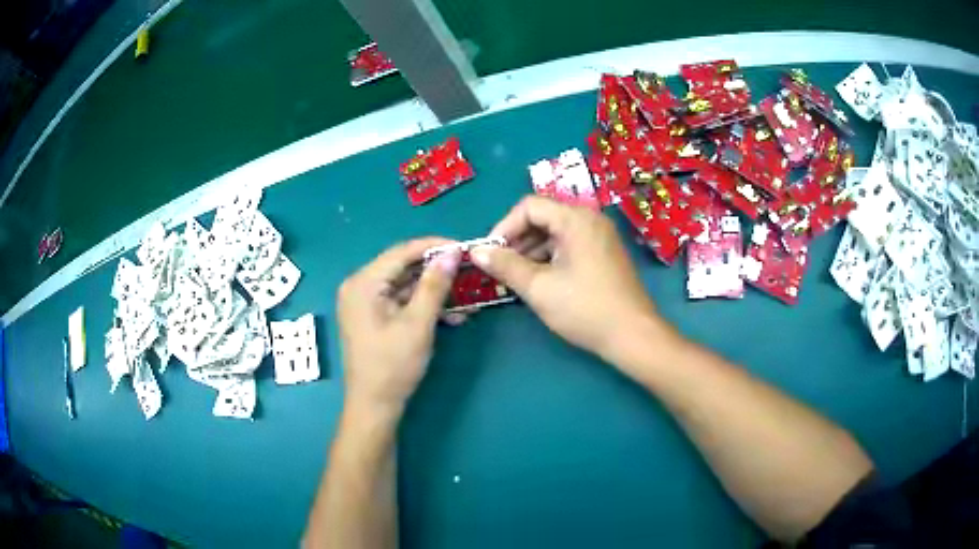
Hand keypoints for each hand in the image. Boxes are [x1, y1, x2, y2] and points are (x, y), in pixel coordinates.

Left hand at [337, 238, 460, 415]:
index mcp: (363, 283)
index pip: (402, 252)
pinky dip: (422, 304)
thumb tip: (451, 253)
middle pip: (402, 266)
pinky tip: (450, 313)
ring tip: (465, 293)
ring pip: (403, 284)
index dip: (434, 246)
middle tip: (467, 270)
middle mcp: (359, 286)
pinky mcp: (371, 315)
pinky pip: (399, 300)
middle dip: (436, 270)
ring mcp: (364, 301)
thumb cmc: (393, 365)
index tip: (463, 247)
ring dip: (433, 289)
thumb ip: (434, 285)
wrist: (375, 405)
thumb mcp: (418, 324)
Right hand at [471, 196, 670, 359]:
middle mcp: (590, 219)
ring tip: (516, 279)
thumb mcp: (539, 288)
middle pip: (543, 217)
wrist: (633, 335)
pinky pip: (569, 245)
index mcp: (576, 219)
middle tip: (500, 269)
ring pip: (555, 233)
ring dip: (532, 251)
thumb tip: (476, 251)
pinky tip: (539, 281)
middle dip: (517, 241)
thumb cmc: (585, 309)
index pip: (529, 206)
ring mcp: (600, 236)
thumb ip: (505, 266)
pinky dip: (550, 258)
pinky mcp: (604, 253)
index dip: (504, 227)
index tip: (490, 254)